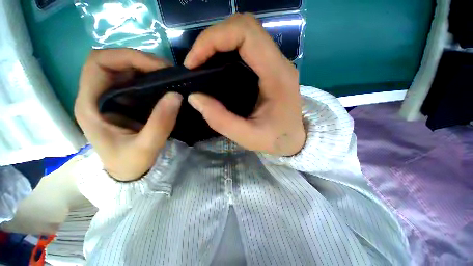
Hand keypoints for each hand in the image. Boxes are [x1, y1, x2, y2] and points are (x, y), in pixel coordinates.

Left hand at [75, 49, 182, 180]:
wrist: (128, 172)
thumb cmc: (130, 163)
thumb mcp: (146, 147)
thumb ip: (161, 123)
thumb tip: (176, 95)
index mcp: (91, 105)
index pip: (99, 63)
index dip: (127, 57)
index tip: (157, 68)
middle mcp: (96, 96)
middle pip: (112, 61)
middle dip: (140, 60)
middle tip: (168, 71)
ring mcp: (110, 98)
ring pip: (124, 69)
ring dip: (147, 68)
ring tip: (169, 76)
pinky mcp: (123, 102)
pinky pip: (134, 81)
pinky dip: (150, 78)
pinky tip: (165, 85)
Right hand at [184, 14, 305, 155]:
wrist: (295, 139)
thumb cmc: (276, 139)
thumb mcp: (247, 137)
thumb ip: (220, 120)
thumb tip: (195, 97)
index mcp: (277, 75)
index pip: (246, 33)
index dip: (213, 39)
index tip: (194, 63)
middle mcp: (279, 62)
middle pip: (245, 26)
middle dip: (213, 38)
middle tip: (196, 62)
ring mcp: (276, 63)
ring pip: (246, 33)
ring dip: (220, 42)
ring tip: (203, 63)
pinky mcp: (271, 68)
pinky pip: (248, 47)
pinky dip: (227, 49)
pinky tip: (218, 66)